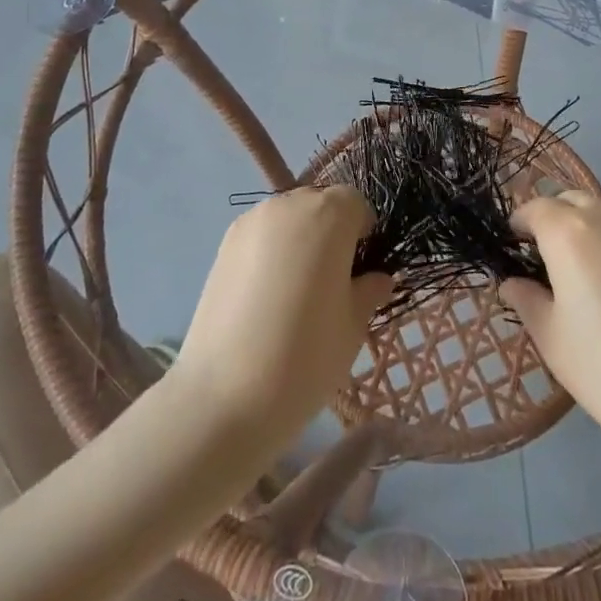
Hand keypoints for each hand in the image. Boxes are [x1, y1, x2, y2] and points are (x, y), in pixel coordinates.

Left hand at [171, 186, 390, 446]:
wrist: (224, 397)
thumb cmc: (305, 356)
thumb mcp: (353, 325)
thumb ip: (369, 290)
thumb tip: (377, 278)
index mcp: (328, 215)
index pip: (355, 203)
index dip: (363, 232)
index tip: (360, 271)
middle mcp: (288, 205)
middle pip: (320, 204)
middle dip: (331, 232)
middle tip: (331, 282)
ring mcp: (250, 223)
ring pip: (288, 218)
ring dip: (300, 240)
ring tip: (296, 292)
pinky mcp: (223, 245)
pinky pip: (261, 236)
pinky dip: (271, 253)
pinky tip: (267, 297)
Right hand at [501, 192, 600, 464]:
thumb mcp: (550, 337)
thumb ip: (526, 298)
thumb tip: (513, 281)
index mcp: (569, 232)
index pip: (534, 209)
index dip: (519, 226)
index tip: (512, 251)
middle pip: (568, 201)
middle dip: (550, 220)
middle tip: (542, 261)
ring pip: (599, 211)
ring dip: (581, 228)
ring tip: (578, 273)